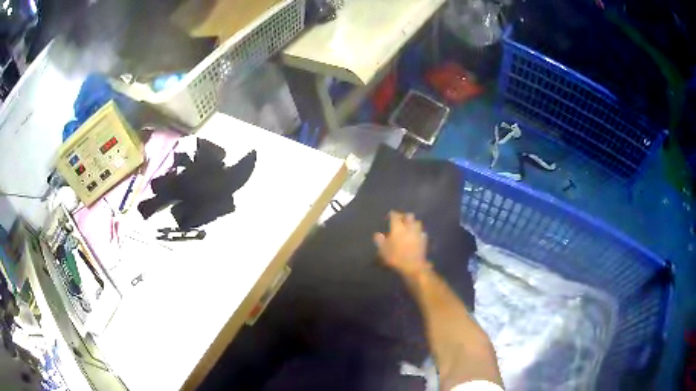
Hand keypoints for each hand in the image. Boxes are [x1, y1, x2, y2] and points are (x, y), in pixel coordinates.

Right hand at [374, 211, 431, 278]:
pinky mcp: (424, 240)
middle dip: (405, 216)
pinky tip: (417, 236)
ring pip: (418, 223)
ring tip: (410, 227)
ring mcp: (418, 233)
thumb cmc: (395, 257)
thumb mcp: (383, 250)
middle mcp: (409, 227)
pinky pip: (422, 233)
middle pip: (409, 216)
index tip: (390, 215)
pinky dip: (419, 233)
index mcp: (397, 228)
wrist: (413, 266)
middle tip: (401, 220)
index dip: (392, 214)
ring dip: (413, 223)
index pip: (395, 216)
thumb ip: (379, 241)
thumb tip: (377, 234)